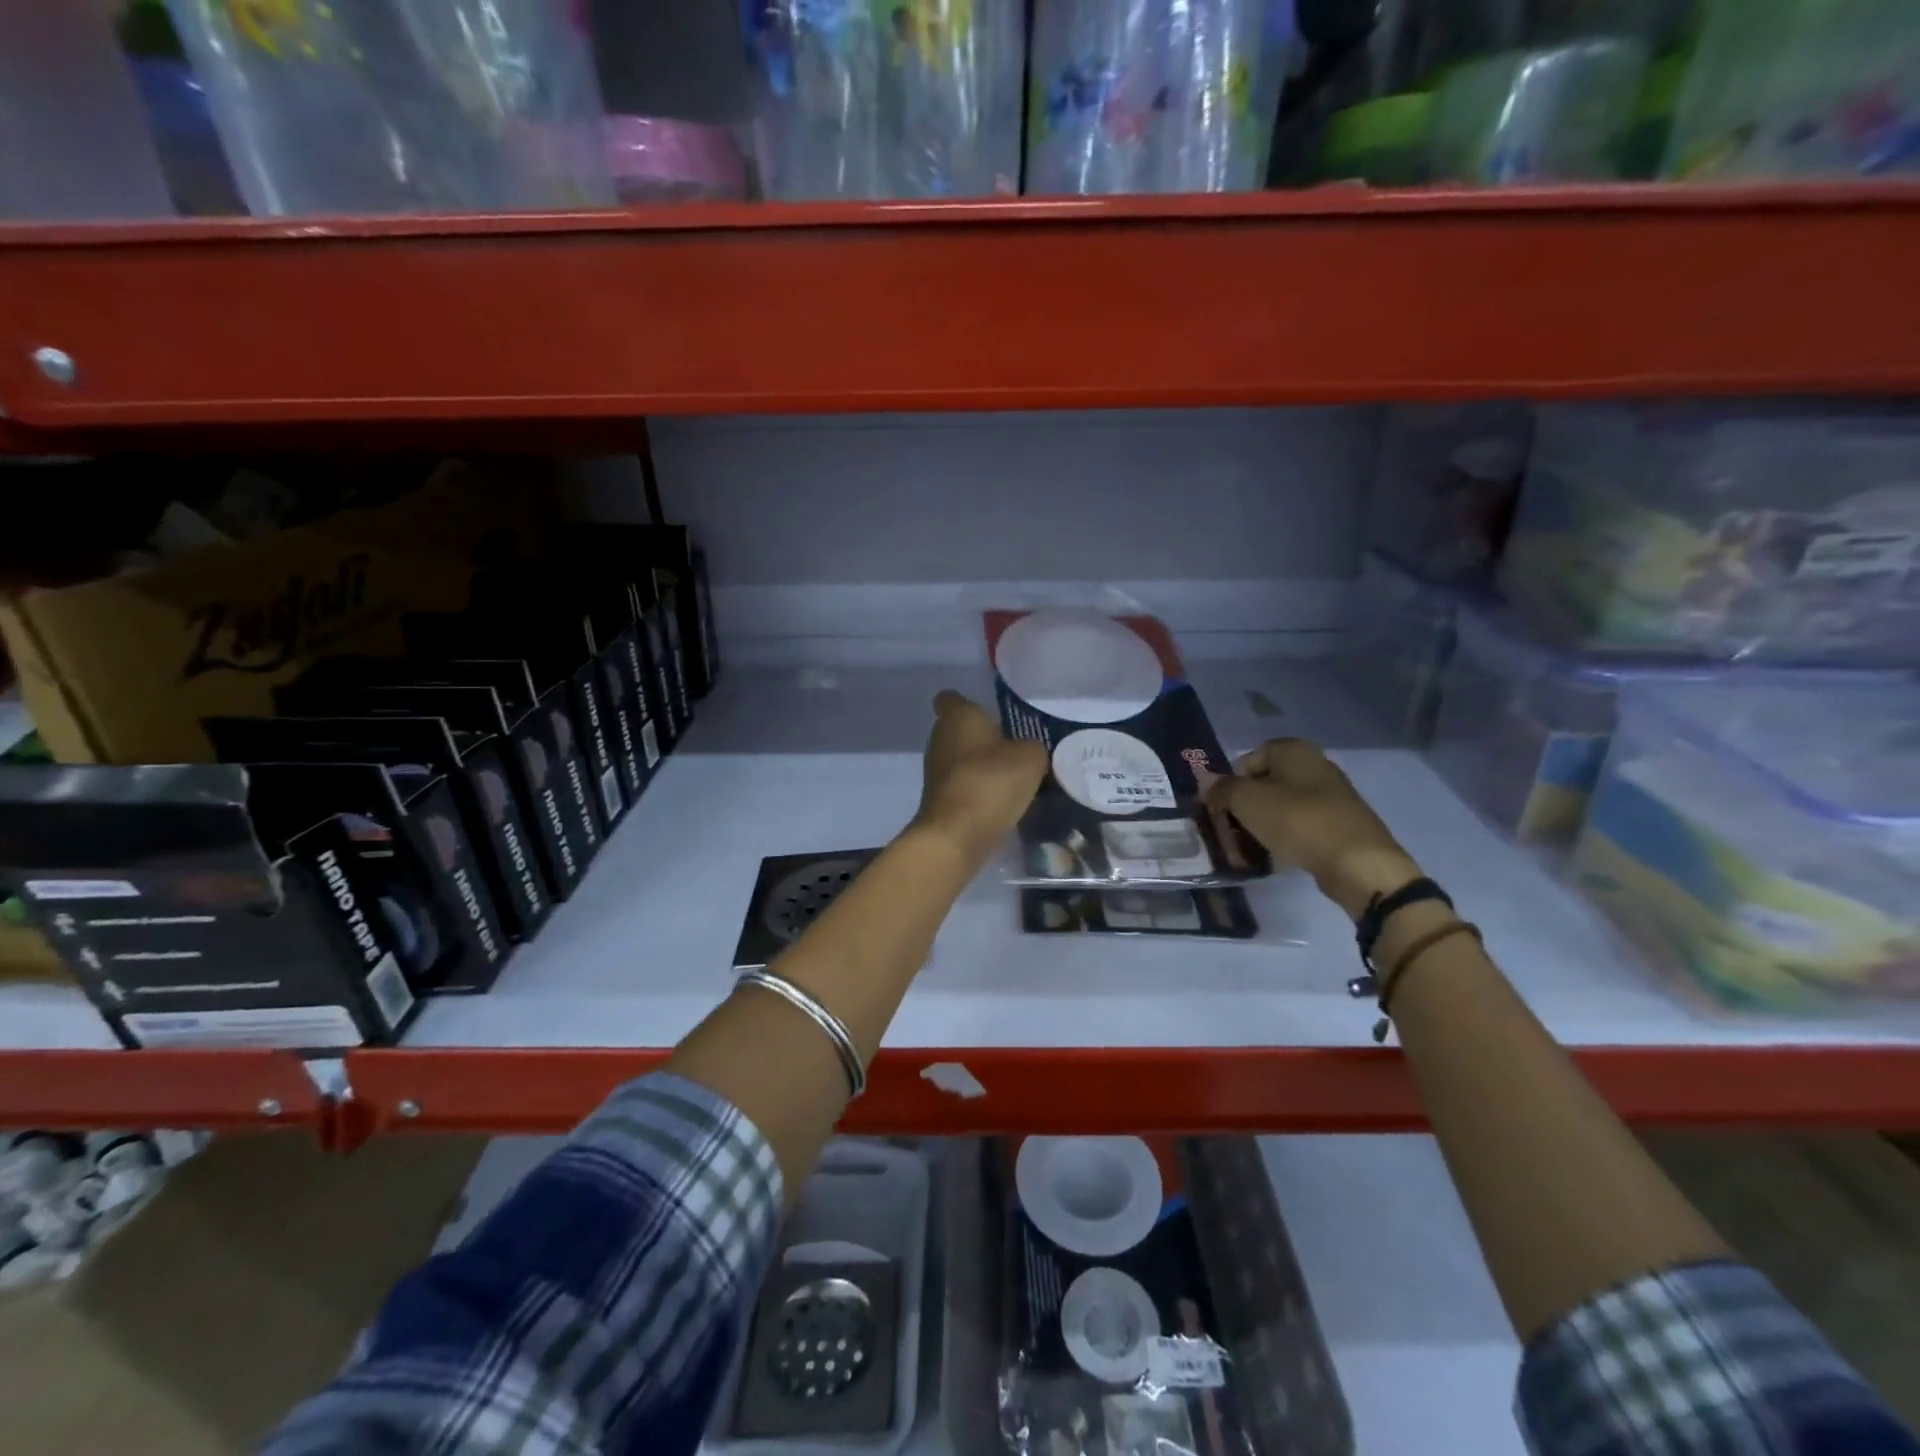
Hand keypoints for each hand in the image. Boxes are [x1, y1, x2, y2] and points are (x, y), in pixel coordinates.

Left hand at [913, 691, 1047, 863]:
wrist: (957, 835)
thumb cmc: (991, 781)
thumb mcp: (1031, 758)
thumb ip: (1032, 747)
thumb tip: (1026, 752)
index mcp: (958, 716)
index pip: (952, 698)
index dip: (970, 703)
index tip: (994, 714)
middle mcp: (940, 738)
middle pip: (962, 731)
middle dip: (986, 738)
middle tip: (1018, 748)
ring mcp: (936, 771)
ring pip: (964, 759)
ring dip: (985, 766)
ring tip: (1017, 777)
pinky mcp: (940, 799)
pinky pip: (965, 785)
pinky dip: (981, 791)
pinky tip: (1005, 802)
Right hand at [1204, 738, 1421, 919]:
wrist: (1358, 863)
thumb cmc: (1298, 821)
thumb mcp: (1248, 802)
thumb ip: (1223, 789)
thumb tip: (1205, 780)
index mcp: (1294, 750)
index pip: (1249, 758)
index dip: (1230, 781)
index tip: (1222, 807)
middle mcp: (1315, 765)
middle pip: (1265, 782)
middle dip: (1245, 805)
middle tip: (1231, 829)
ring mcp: (1331, 795)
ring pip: (1282, 805)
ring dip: (1262, 823)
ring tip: (1250, 846)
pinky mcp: (1339, 824)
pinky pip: (1301, 825)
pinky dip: (1285, 836)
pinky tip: (1277, 854)